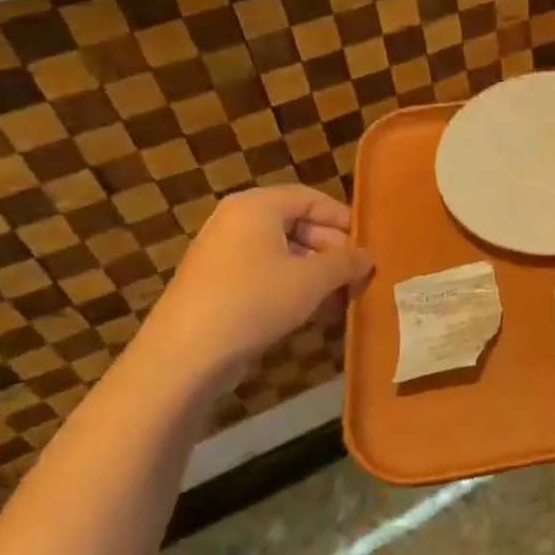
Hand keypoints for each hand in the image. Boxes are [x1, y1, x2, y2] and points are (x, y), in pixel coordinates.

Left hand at [129, 184, 372, 395]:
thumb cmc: (255, 300)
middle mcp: (237, 222)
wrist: (186, 356)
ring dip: (317, 275)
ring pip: (284, 255)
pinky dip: (293, 289)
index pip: (311, 199)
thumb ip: (345, 262)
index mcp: (257, 206)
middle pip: (298, 225)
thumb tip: (367, 257)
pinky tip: (316, 314)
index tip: (368, 245)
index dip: (344, 220)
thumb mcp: (313, 279)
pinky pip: (265, 276)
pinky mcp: (217, 287)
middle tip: (358, 276)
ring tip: (343, 299)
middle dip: (332, 251)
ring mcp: (223, 255)